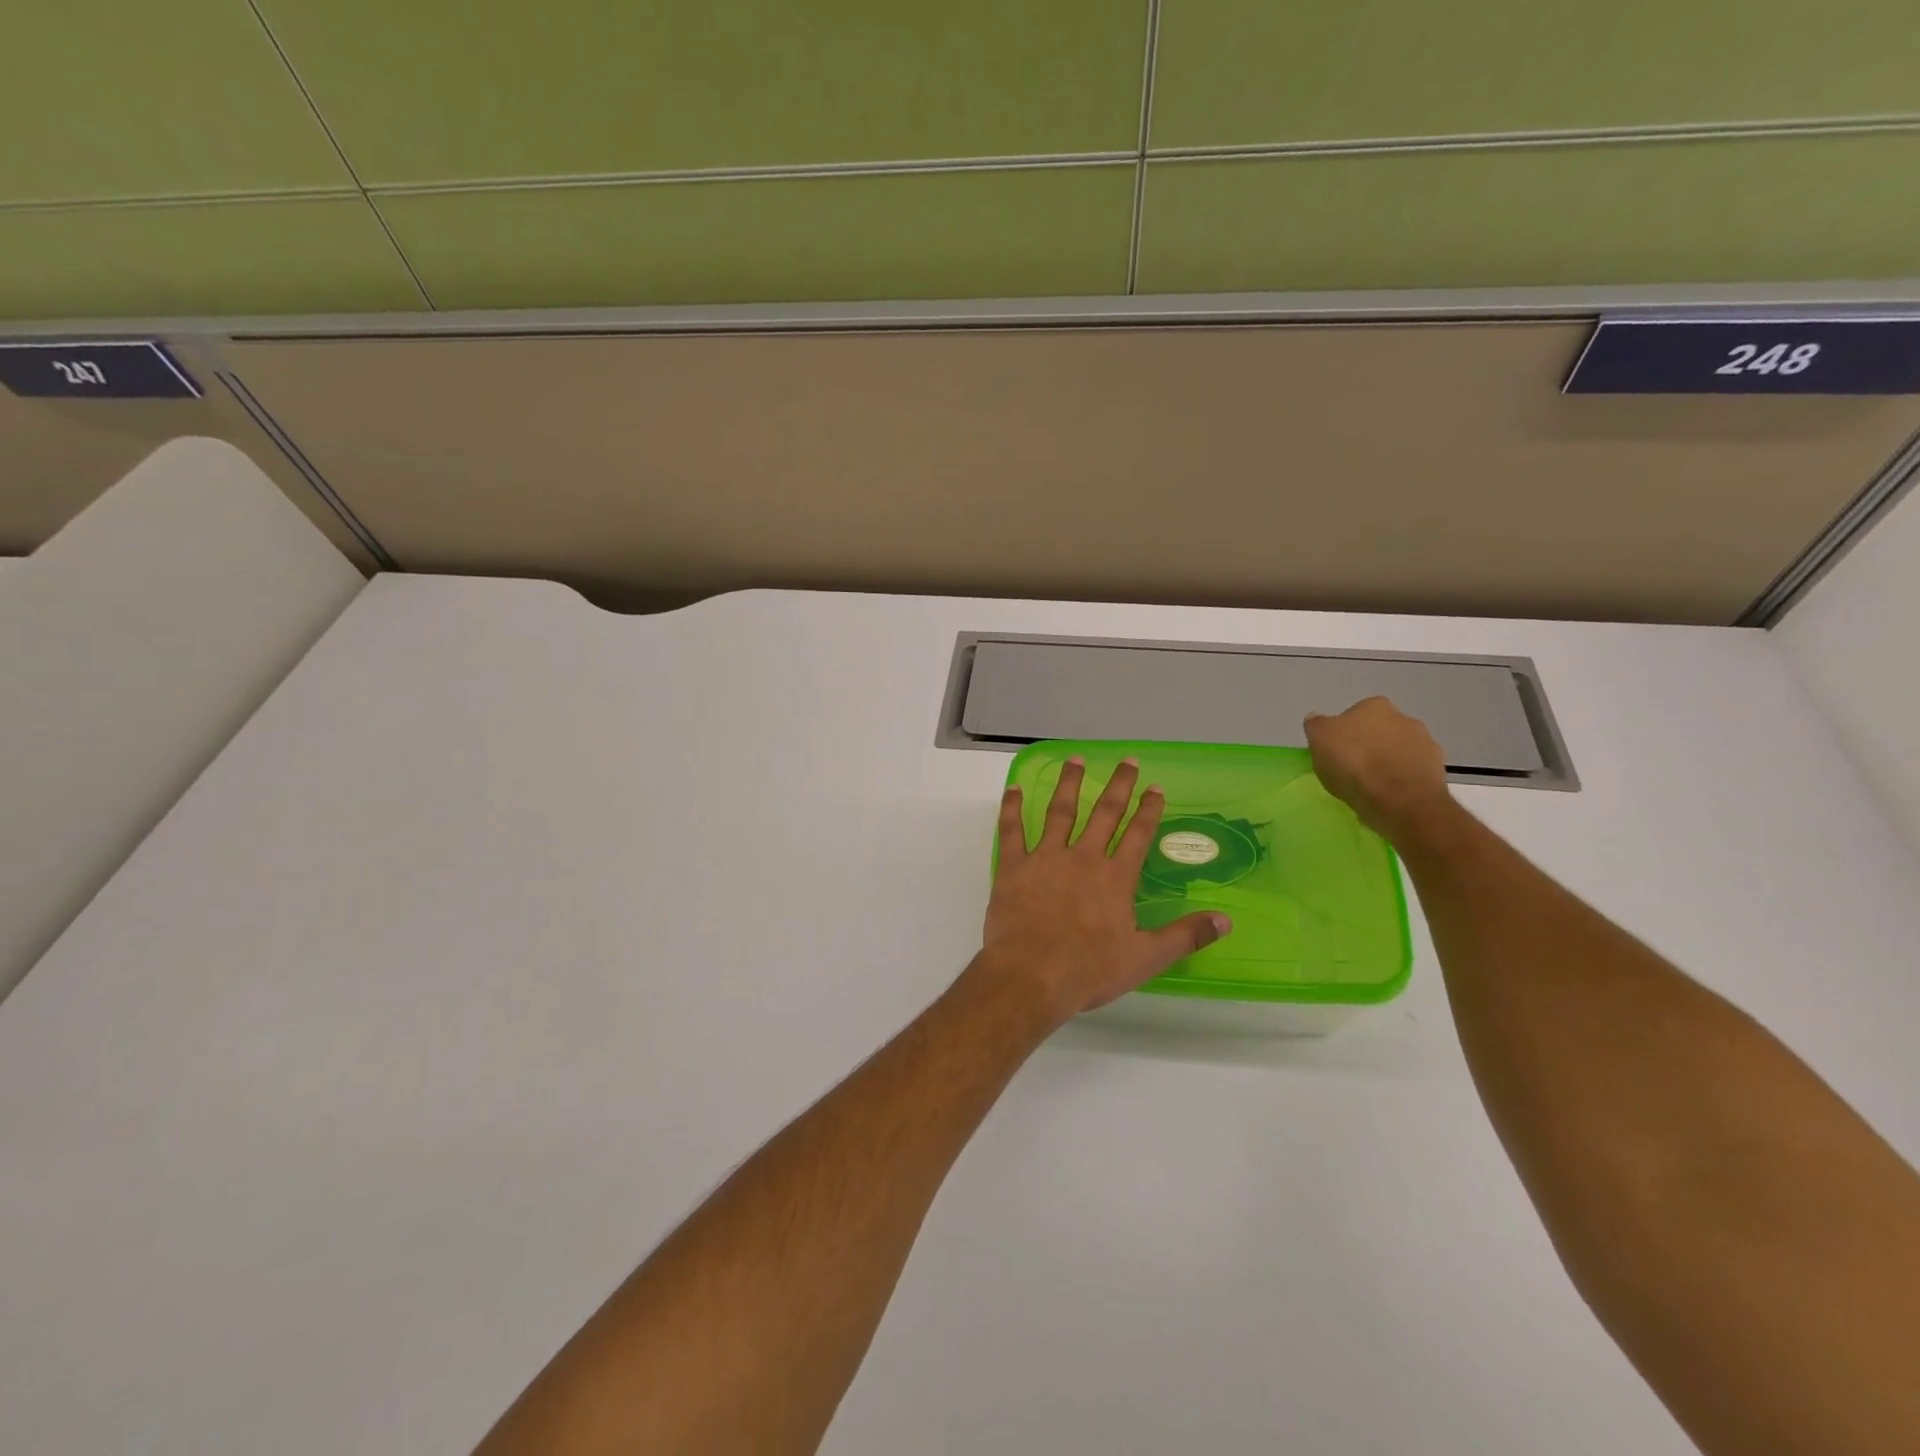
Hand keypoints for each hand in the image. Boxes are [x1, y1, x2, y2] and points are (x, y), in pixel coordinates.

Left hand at [980, 758, 1231, 1026]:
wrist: (1031, 976)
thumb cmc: (1089, 970)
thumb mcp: (1145, 958)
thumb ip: (1185, 936)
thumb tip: (1225, 920)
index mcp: (1115, 877)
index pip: (1138, 834)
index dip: (1149, 809)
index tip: (1156, 787)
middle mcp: (1083, 858)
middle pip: (1104, 813)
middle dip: (1118, 786)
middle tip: (1126, 761)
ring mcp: (1046, 858)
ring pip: (1060, 812)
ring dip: (1069, 784)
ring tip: (1076, 760)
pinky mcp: (1014, 867)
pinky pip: (1012, 831)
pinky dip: (1012, 808)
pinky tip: (1015, 789)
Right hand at [1303, 696, 1454, 841]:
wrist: (1400, 799)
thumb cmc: (1353, 764)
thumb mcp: (1319, 740)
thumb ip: (1317, 725)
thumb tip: (1317, 718)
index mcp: (1373, 706)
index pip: (1354, 715)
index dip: (1343, 733)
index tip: (1335, 752)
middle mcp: (1404, 718)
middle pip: (1379, 731)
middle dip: (1368, 746)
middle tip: (1352, 769)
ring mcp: (1425, 744)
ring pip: (1398, 751)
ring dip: (1387, 763)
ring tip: (1370, 787)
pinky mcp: (1437, 770)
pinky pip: (1411, 773)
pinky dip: (1401, 781)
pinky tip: (1388, 797)